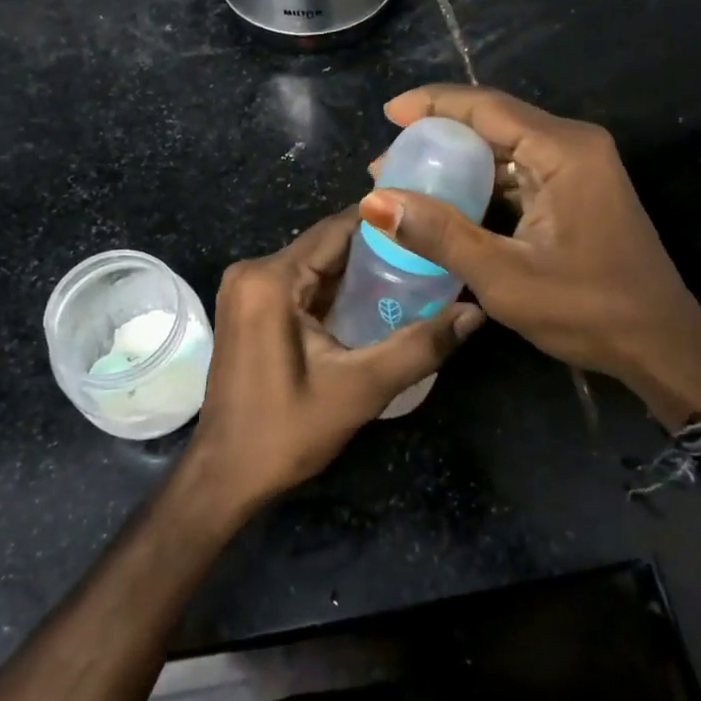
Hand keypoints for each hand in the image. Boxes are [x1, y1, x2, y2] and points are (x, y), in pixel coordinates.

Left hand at [184, 210, 483, 517]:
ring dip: (357, 272)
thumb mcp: (360, 389)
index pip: (338, 229)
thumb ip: (420, 346)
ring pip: (314, 264)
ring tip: (413, 274)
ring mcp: (246, 289)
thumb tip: (475, 312)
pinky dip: (334, 290)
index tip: (430, 225)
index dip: (386, 225)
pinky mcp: (248, 308)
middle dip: (377, 250)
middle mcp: (253, 271)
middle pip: (326, 245)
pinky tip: (372, 301)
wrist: (226, 475)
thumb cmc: (286, 431)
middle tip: (430, 255)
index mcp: (271, 278)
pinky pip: (299, 284)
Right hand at [359, 84, 700, 425]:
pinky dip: (480, 183)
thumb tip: (375, 202)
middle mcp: (573, 146)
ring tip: (406, 182)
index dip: (432, 104)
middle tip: (387, 162)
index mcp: (563, 151)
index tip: (388, 113)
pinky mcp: (576, 191)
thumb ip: (439, 234)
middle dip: (437, 136)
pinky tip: (447, 202)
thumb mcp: (504, 276)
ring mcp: (578, 168)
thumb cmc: (587, 310)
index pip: (486, 107)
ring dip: (456, 162)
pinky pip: (518, 172)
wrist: (661, 347)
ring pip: (504, 148)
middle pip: (493, 122)